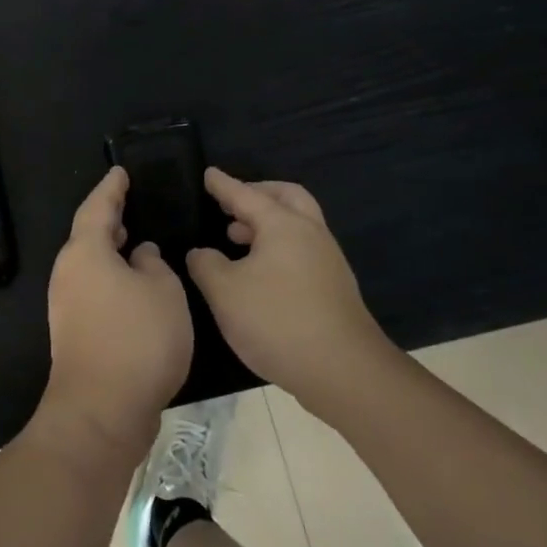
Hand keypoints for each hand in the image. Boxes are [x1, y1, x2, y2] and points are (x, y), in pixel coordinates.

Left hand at [40, 167, 193, 458]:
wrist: (101, 411)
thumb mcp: (163, 291)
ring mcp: (66, 304)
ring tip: (136, 241)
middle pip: (88, 235)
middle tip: (131, 204)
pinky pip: (93, 288)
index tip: (120, 172)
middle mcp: (68, 272)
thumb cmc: (137, 340)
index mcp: (86, 252)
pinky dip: (111, 277)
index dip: (111, 188)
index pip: (98, 207)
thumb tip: (140, 255)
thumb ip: (154, 264)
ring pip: (90, 263)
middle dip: (109, 219)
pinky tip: (134, 286)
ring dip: (111, 251)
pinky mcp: (73, 331)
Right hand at [186, 169, 391, 416]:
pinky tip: (260, 272)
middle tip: (233, 203)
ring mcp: (328, 260)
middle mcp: (310, 233)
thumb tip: (201, 253)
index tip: (208, 174)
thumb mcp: (225, 293)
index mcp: (283, 225)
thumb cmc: (278, 321)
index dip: (224, 185)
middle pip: (286, 196)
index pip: (246, 195)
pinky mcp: (335, 287)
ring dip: (269, 222)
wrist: (345, 372)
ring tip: (238, 238)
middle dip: (258, 193)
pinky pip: (303, 248)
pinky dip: (279, 245)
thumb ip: (206, 265)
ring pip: (298, 223)